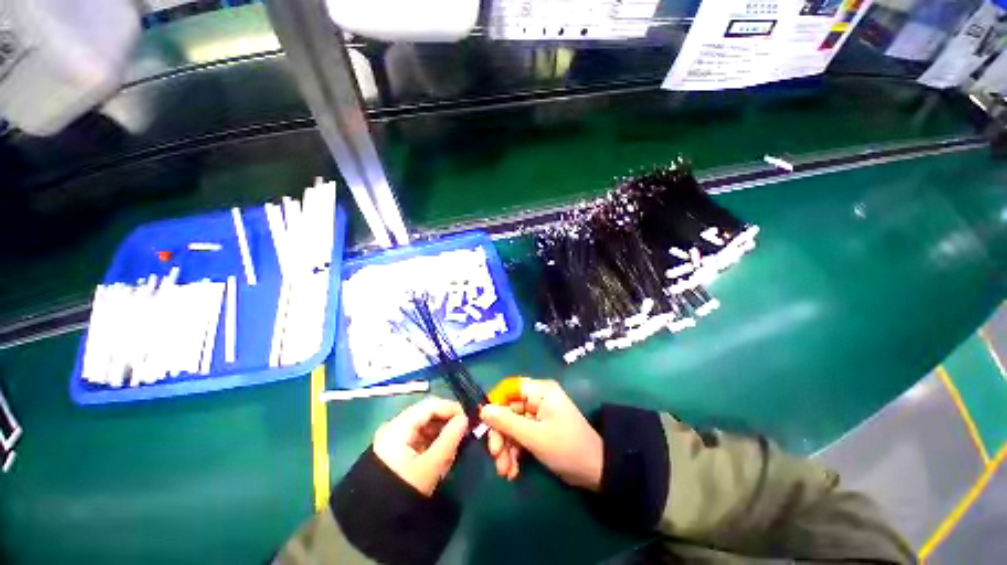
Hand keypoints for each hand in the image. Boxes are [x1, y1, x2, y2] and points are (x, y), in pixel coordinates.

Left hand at [372, 397, 468, 495]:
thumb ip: (450, 439)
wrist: (373, 523)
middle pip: (427, 413)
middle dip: (447, 420)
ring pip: (424, 424)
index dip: (451, 408)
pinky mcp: (394, 450)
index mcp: (399, 426)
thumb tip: (465, 419)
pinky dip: (432, 440)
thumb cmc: (404, 490)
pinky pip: (418, 436)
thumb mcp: (431, 466)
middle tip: (464, 432)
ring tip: (454, 444)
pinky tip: (441, 451)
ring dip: (441, 430)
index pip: (430, 405)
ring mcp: (393, 438)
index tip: (468, 419)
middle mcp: (394, 426)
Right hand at [480, 379, 602, 490]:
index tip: (484, 424)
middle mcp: (538, 399)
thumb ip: (507, 422)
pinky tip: (512, 472)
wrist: (595, 471)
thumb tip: (483, 410)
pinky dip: (515, 453)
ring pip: (512, 426)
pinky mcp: (539, 430)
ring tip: (505, 471)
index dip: (495, 404)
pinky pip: (520, 436)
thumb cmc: (565, 447)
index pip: (509, 388)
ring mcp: (538, 415)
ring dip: (506, 448)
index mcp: (540, 391)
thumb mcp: (534, 436)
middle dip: (500, 435)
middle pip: (508, 410)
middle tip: (495, 456)